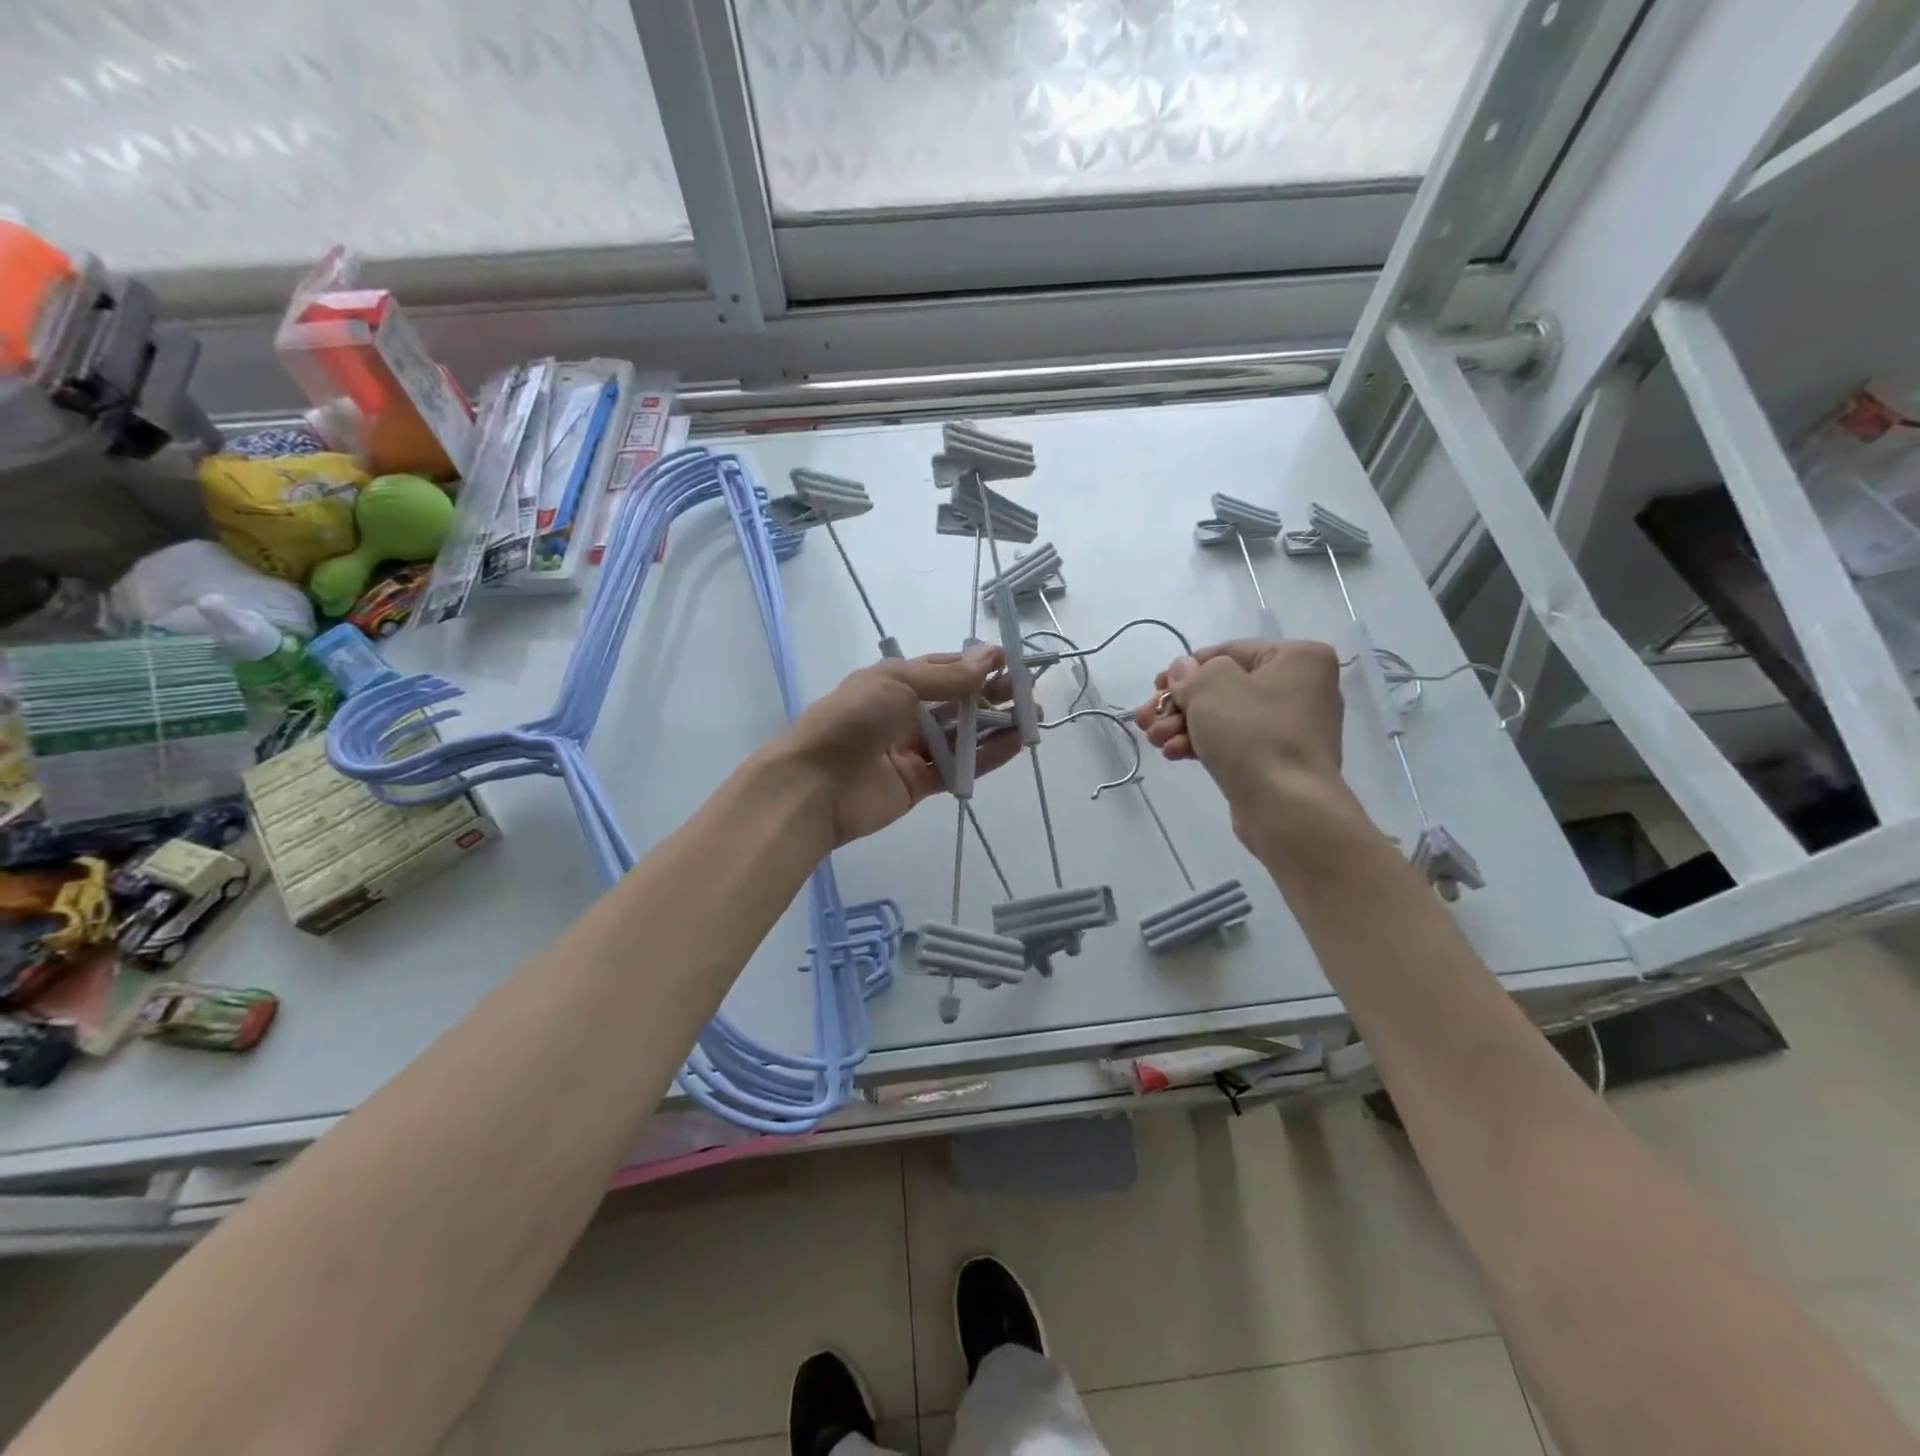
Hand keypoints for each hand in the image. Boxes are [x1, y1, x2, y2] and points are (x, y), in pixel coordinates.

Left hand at [779, 646, 1020, 846]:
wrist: (815, 784)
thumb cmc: (853, 720)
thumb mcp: (899, 683)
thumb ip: (949, 677)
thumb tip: (991, 655)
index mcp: (895, 682)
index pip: (945, 669)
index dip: (977, 665)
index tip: (1012, 662)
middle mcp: (906, 713)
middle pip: (958, 703)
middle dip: (993, 696)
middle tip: (1031, 693)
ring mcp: (913, 750)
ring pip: (963, 736)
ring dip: (997, 726)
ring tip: (1034, 718)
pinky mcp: (920, 783)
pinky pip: (959, 767)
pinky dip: (987, 756)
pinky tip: (1015, 744)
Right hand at [1132, 639, 1346, 841]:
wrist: (1286, 806)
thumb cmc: (1253, 734)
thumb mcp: (1211, 687)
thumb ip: (1191, 673)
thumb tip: (1185, 671)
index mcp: (1298, 659)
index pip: (1228, 652)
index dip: (1186, 668)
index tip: (1156, 688)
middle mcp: (1301, 688)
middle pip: (1223, 687)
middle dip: (1178, 704)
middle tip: (1146, 720)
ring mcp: (1291, 727)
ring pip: (1224, 717)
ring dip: (1183, 726)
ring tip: (1154, 740)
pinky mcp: (1277, 760)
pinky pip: (1234, 742)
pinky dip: (1203, 744)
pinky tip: (1174, 753)